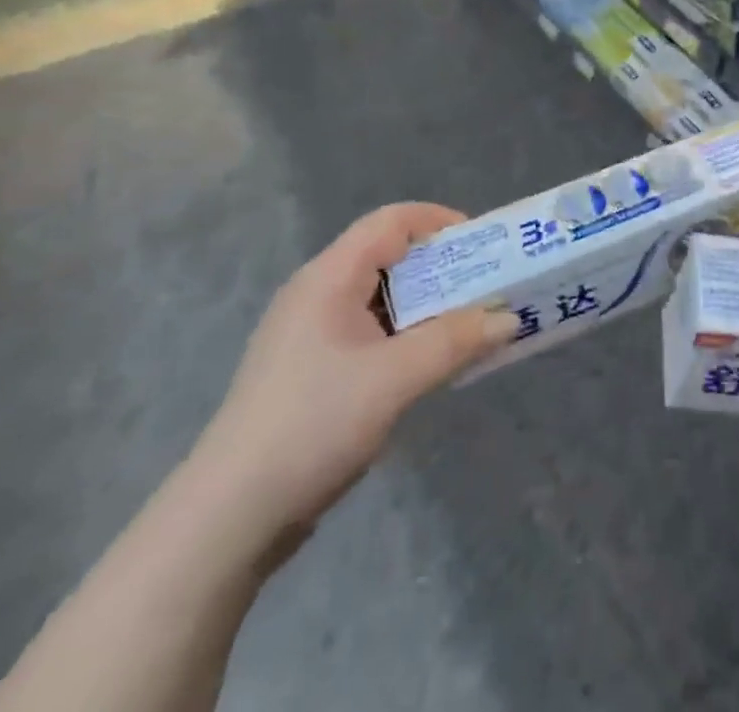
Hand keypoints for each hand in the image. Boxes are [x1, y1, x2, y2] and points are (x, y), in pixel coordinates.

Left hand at [186, 203, 515, 547]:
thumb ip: (455, 341)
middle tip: (486, 288)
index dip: (439, 221)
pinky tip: (429, 364)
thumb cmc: (313, 425)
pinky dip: (406, 335)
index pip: (391, 221)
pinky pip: (370, 332)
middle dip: (442, 267)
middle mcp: (317, 293)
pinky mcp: (311, 370)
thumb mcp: (394, 379)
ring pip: (381, 298)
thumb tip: (509, 318)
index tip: (483, 246)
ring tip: (469, 326)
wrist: (228, 518)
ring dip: (427, 306)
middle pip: (389, 256)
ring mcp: (311, 334)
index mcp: (329, 277)